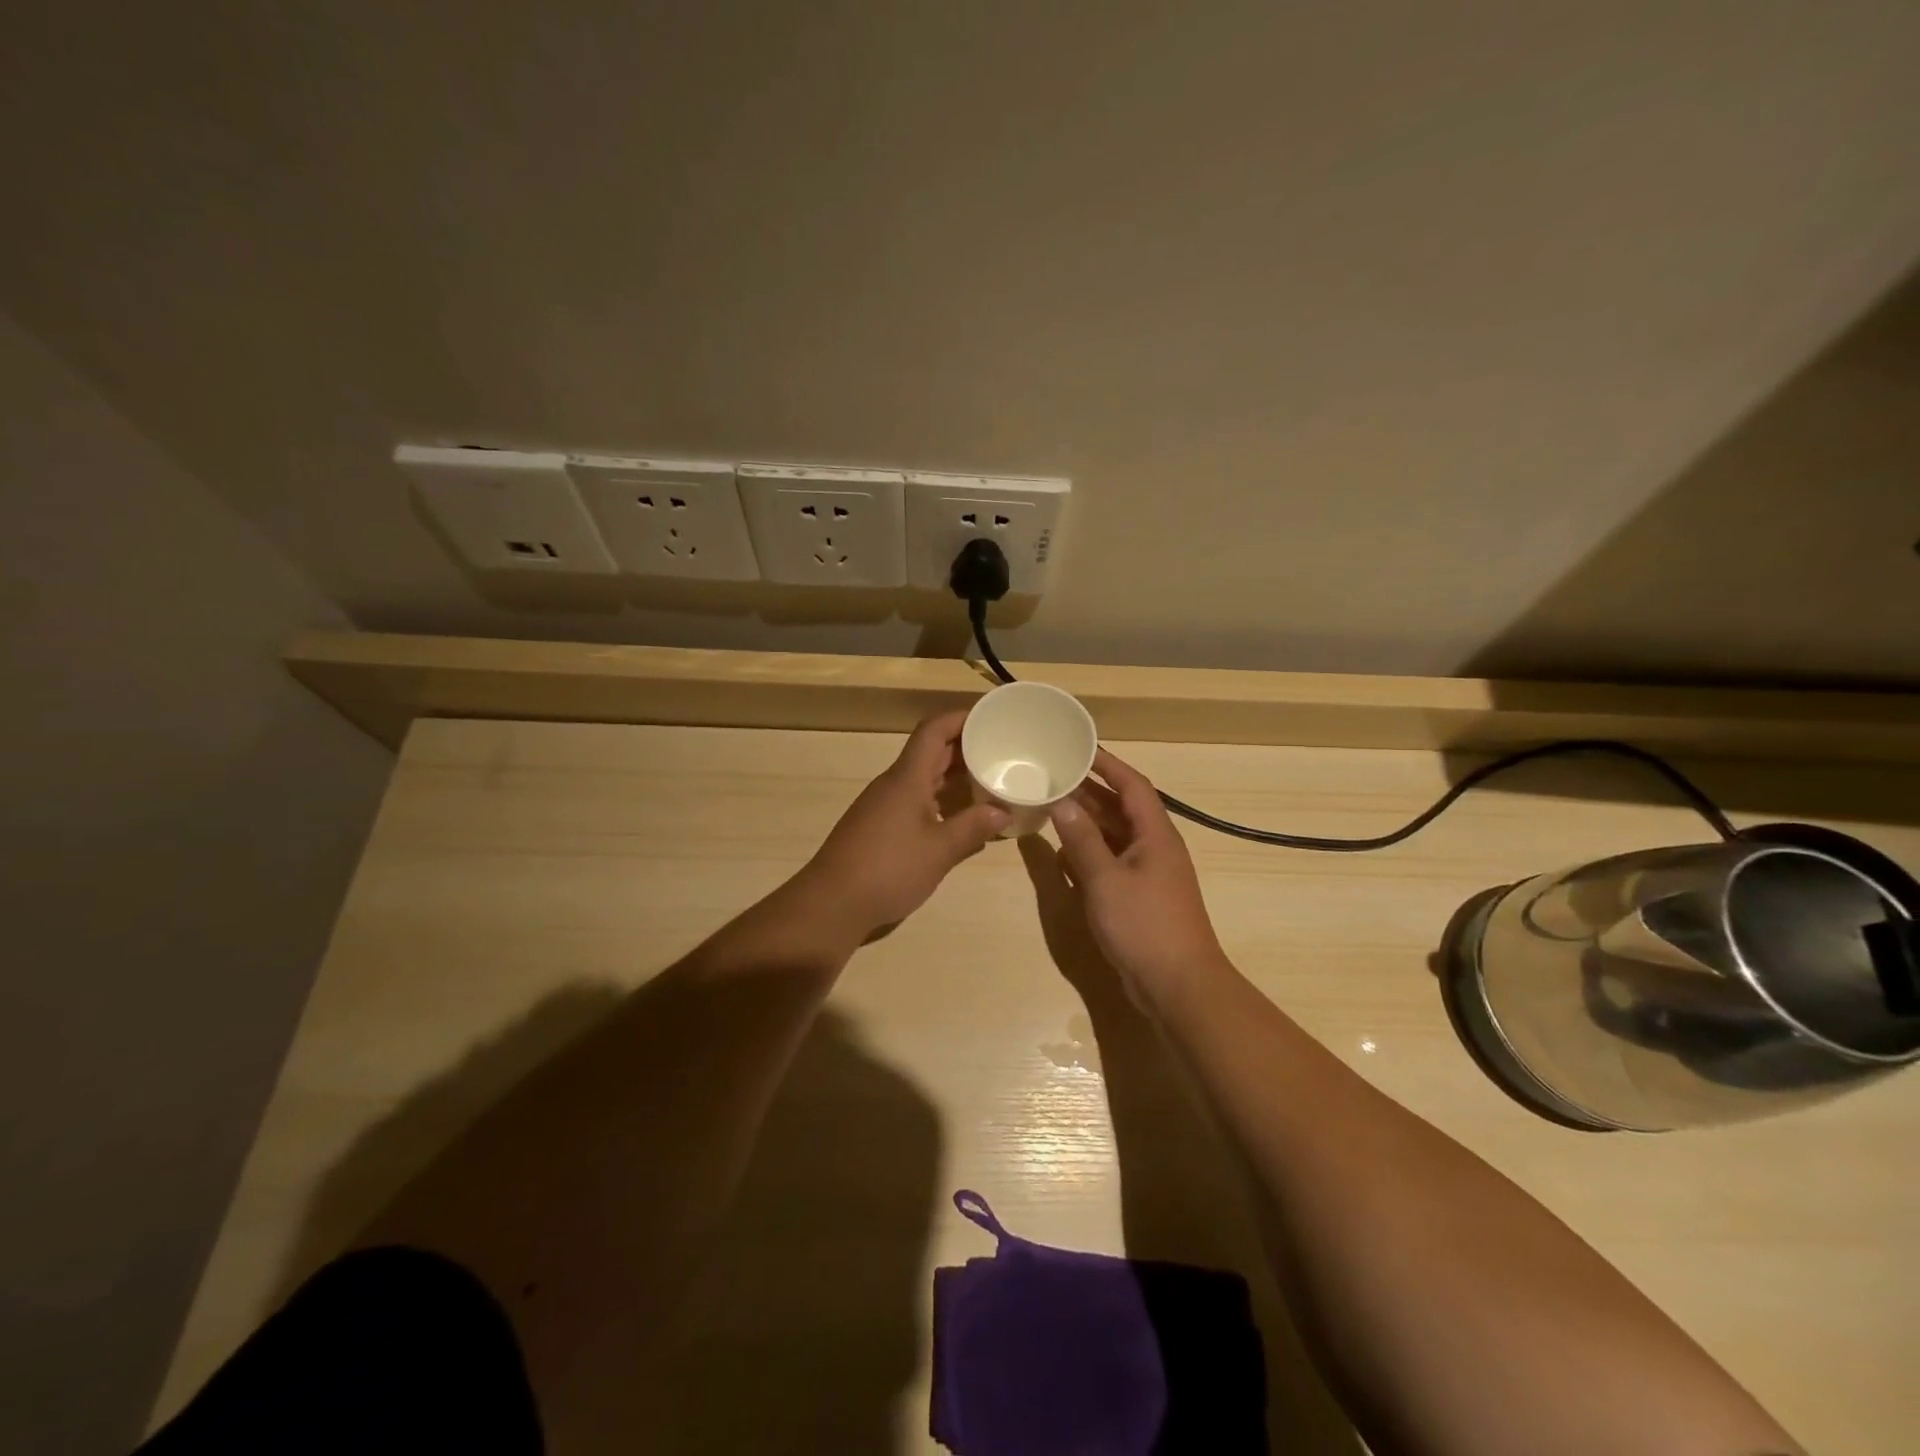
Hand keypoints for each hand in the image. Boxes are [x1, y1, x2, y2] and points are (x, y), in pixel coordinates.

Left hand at [797, 710, 1007, 939]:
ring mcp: (883, 806)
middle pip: (930, 751)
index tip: (991, 717)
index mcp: (907, 778)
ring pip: (923, 777)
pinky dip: (940, 799)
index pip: (933, 730)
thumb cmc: (888, 869)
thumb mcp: (939, 850)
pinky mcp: (879, 827)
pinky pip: (915, 799)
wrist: (832, 903)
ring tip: (988, 780)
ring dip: (953, 774)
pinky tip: (959, 818)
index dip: (961, 717)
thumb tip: (1003, 812)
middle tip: (1001, 750)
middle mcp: (893, 784)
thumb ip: (972, 828)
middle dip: (964, 746)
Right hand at [1048, 749, 1231, 1009]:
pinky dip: (1088, 853)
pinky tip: (1063, 851)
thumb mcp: (1105, 880)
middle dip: (1089, 791)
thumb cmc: (1145, 926)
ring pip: (1114, 836)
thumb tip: (1061, 802)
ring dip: (1086, 821)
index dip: (1107, 763)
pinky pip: (1110, 862)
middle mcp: (1153, 847)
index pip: (1132, 785)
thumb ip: (1081, 840)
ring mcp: (1147, 873)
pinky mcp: (1138, 896)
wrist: (1178, 985)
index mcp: (1155, 834)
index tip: (1078, 747)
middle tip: (1053, 774)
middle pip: (1121, 808)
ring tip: (1051, 805)